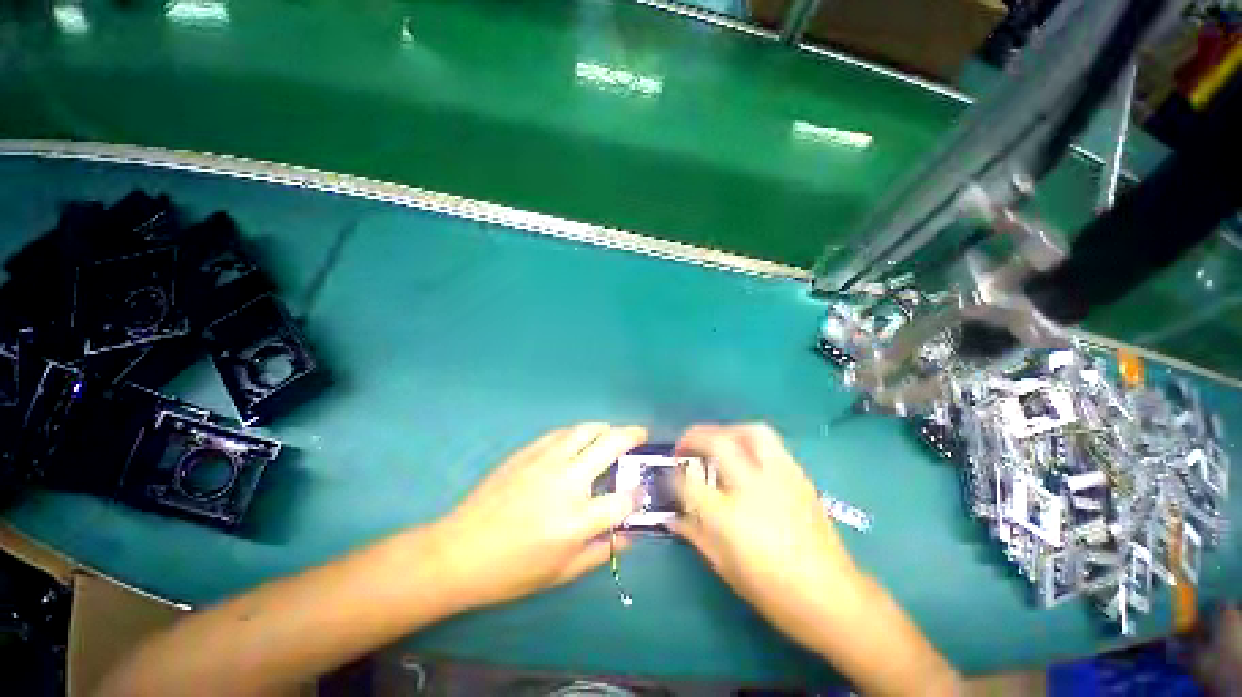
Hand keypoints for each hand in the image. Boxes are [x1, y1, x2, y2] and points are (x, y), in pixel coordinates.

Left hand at [433, 423, 646, 609]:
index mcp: (577, 520)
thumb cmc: (511, 571)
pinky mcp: (528, 452)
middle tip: (640, 435)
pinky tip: (579, 438)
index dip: (638, 494)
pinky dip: (578, 432)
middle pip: (611, 445)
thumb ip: (600, 552)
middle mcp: (567, 482)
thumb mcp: (560, 573)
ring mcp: (546, 461)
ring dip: (606, 427)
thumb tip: (627, 536)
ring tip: (612, 432)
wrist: (460, 551)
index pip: (623, 499)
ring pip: (586, 430)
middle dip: (632, 436)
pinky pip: (561, 433)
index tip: (640, 491)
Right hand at [672, 423, 864, 642]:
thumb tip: (672, 516)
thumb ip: (695, 535)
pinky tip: (745, 456)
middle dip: (694, 436)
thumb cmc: (774, 592)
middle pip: (718, 443)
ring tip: (716, 441)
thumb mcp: (725, 567)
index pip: (689, 482)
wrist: (833, 597)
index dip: (674, 475)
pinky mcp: (799, 476)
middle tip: (684, 445)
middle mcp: (753, 488)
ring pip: (751, 432)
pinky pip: (772, 444)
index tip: (669, 474)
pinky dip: (750, 440)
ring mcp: (780, 477)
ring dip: (726, 430)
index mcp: (730, 517)